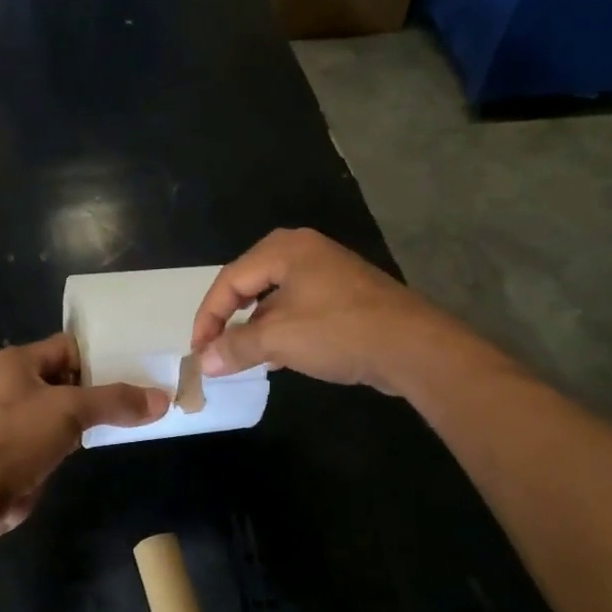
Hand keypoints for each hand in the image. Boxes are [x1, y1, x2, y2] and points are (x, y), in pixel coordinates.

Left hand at [0, 332, 167, 536]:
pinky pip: (51, 435)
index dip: (100, 354)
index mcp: (13, 362)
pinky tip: (100, 440)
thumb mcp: (70, 410)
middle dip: (98, 386)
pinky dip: (73, 437)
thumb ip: (115, 401)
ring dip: (86, 414)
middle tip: (139, 390)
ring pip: (58, 408)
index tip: (135, 363)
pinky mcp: (14, 450)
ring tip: (128, 414)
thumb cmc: (15, 436)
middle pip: (64, 377)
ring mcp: (8, 420)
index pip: (67, 347)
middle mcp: (7, 384)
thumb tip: (162, 400)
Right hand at [189, 229, 456, 395]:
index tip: (199, 350)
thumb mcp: (279, 339)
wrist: (412, 347)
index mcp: (285, 250)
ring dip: (256, 328)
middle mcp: (305, 252)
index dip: (208, 316)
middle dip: (230, 320)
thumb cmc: (338, 332)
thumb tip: (204, 361)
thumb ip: (236, 346)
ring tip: (244, 358)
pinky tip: (279, 357)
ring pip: (276, 298)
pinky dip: (282, 330)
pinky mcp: (345, 296)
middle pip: (251, 284)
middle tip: (217, 349)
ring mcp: (329, 273)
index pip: (230, 279)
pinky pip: (300, 309)